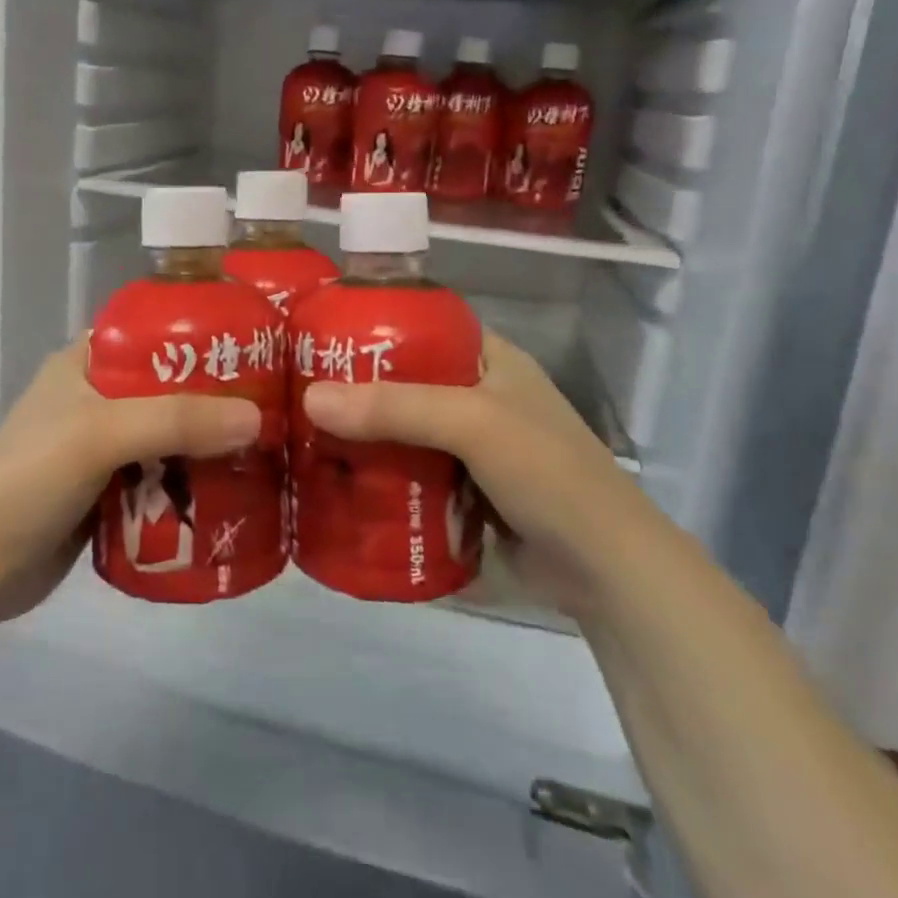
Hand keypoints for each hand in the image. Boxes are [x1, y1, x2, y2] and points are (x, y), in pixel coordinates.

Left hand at [0, 340, 261, 622]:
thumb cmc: (30, 480)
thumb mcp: (100, 434)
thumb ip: (176, 421)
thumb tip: (257, 418)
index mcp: (87, 362)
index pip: (154, 332)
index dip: (203, 335)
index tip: (258, 346)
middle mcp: (99, 397)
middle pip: (172, 387)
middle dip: (218, 399)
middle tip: (276, 405)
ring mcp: (104, 447)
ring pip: (172, 435)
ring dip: (210, 445)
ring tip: (269, 448)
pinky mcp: (110, 491)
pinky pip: (164, 476)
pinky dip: (194, 482)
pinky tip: (235, 489)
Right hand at [301, 333, 658, 614]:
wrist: (605, 571)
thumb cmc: (548, 474)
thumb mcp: (473, 424)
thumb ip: (395, 409)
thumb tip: (310, 399)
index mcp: (488, 360)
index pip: (420, 327)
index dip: (370, 327)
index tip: (315, 336)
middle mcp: (475, 396)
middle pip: (401, 383)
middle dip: (353, 390)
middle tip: (293, 392)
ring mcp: (468, 448)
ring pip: (400, 432)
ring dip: (360, 438)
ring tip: (297, 435)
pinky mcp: (461, 492)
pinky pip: (407, 474)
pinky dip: (376, 477)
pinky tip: (333, 480)